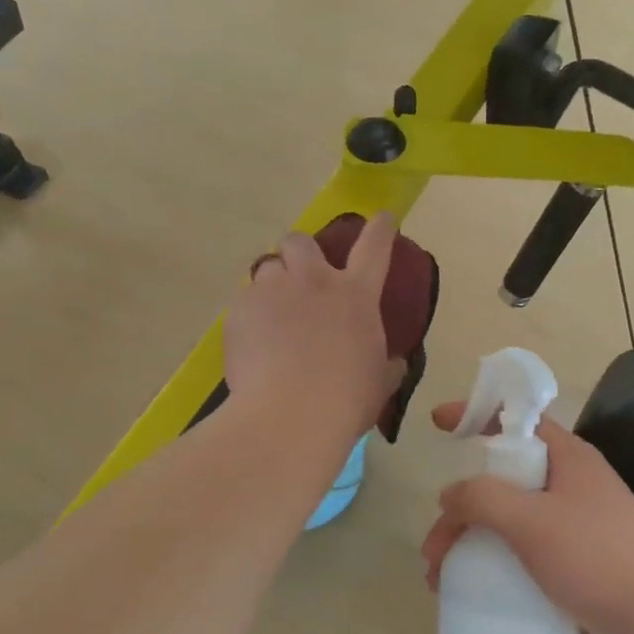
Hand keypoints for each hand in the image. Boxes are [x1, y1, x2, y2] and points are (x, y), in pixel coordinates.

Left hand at [224, 214, 403, 439]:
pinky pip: (243, 302)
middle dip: (300, 252)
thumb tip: (394, 362)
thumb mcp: (378, 382)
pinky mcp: (239, 310)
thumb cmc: (345, 400)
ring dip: (272, 286)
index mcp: (355, 295)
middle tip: (300, 278)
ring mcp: (273, 292)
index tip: (382, 217)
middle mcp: (313, 282)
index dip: (380, 229)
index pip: (375, 248)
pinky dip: (249, 316)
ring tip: (272, 315)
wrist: (289, 415)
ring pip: (266, 268)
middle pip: (301, 241)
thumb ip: (386, 365)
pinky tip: (252, 343)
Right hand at [421, 402, 633, 633]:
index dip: (477, 413)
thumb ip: (483, 499)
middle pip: (501, 481)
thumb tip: (449, 495)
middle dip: (461, 508)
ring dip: (469, 544)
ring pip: (507, 523)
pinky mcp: (572, 568)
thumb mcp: (532, 520)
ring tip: (439, 579)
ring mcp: (571, 529)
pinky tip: (468, 592)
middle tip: (433, 545)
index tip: (438, 422)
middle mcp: (568, 487)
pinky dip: (491, 568)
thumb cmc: (598, 557)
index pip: (516, 420)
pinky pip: (520, 557)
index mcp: (566, 459)